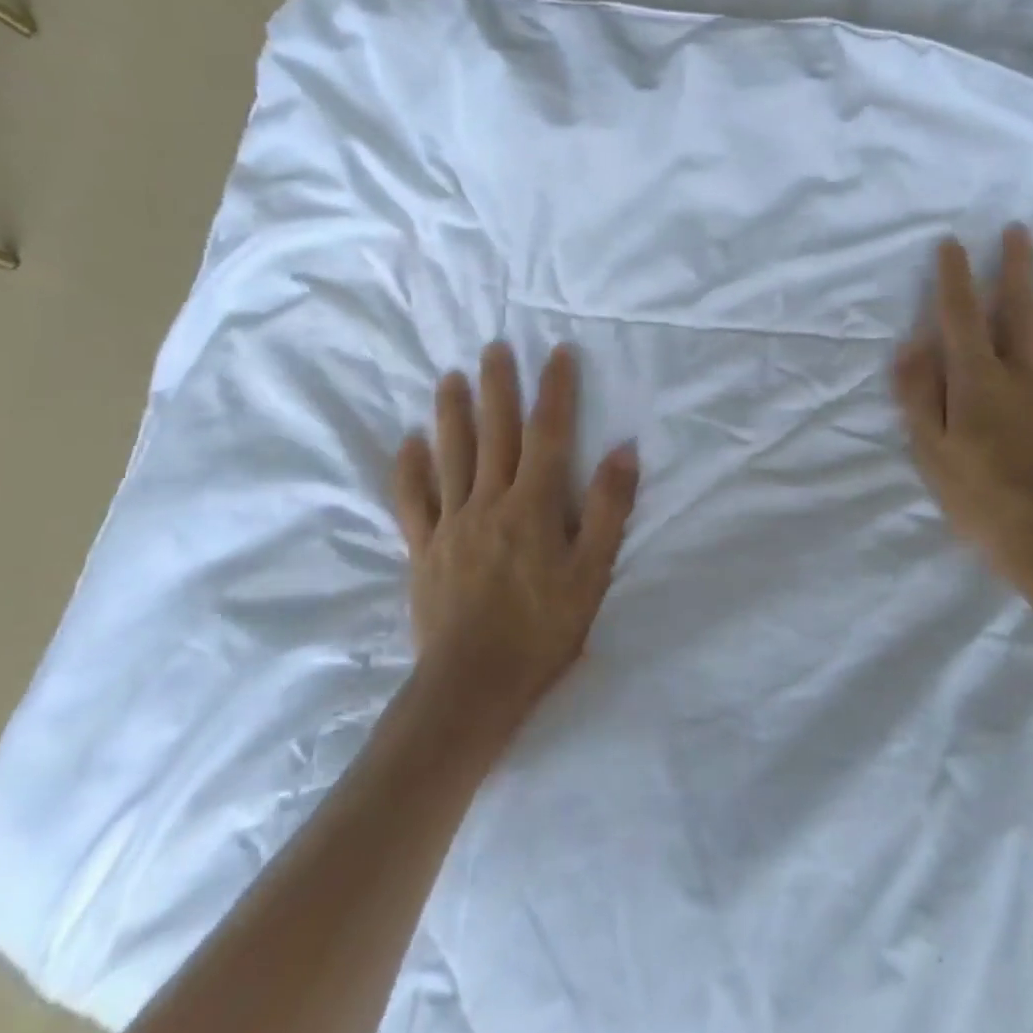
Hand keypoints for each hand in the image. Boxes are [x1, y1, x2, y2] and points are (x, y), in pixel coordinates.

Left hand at [392, 342, 639, 752]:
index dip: (555, 390)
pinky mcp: (423, 549)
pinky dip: (409, 468)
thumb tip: (623, 450)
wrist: (472, 684)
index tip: (558, 352)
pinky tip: (409, 443)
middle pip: (493, 432)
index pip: (548, 434)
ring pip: (450, 455)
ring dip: (451, 413)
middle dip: (497, 386)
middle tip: (494, 347)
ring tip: (450, 378)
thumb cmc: (543, 629)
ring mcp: (450, 524)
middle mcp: (488, 502)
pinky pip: (412, 499)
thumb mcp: (592, 572)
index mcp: (533, 505)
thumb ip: (607, 508)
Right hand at [893, 225, 1032, 596]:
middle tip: (1020, 230)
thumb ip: (919, 396)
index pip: (962, 316)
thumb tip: (911, 346)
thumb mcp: (930, 452)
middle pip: (1021, 310)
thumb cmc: (982, 500)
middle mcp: (1025, 373)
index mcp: (979, 380)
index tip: (952, 244)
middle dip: (1017, 267)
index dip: (954, 278)